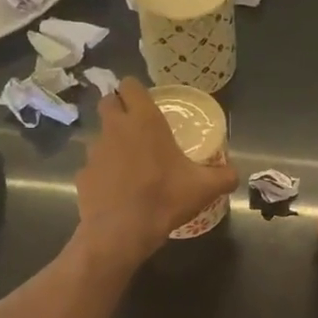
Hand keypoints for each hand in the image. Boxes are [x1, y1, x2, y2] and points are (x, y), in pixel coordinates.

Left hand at [75, 78, 237, 267]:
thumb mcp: (204, 189)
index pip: (130, 85)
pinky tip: (116, 191)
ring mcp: (94, 151)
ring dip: (111, 142)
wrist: (121, 233)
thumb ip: (224, 176)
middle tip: (136, 127)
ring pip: (99, 135)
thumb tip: (234, 174)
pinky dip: (103, 173)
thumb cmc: (164, 199)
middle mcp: (115, 128)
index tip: (146, 103)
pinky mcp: (82, 175)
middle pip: (107, 102)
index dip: (136, 91)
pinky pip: (93, 167)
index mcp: (144, 121)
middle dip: (118, 108)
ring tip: (129, 164)